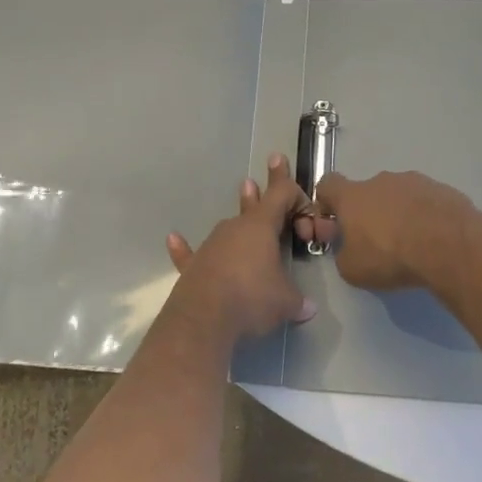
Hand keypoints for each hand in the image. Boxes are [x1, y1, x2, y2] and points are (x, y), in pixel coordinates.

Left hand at [165, 154, 316, 340]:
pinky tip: (173, 238)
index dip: (292, 188)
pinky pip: (189, 252)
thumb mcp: (286, 302)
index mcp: (262, 227)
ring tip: (245, 198)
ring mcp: (211, 245)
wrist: (205, 318)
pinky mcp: (193, 266)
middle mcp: (236, 228)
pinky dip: (183, 247)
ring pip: (230, 226)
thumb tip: (308, 308)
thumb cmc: (252, 299)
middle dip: (266, 188)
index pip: (281, 196)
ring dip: (240, 218)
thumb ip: (298, 300)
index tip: (289, 170)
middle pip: (255, 205)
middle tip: (272, 162)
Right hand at [303, 170, 475, 291]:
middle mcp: (381, 181)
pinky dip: (425, 216)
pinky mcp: (441, 188)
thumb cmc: (390, 255)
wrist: (448, 245)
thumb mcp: (353, 270)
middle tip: (378, 242)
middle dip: (369, 213)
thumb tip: (348, 251)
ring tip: (412, 243)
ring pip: (398, 195)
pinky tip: (434, 239)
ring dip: (399, 213)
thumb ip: (344, 256)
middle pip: (366, 192)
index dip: (327, 201)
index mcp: (353, 196)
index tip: (334, 222)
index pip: (328, 184)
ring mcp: (413, 181)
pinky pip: (425, 201)